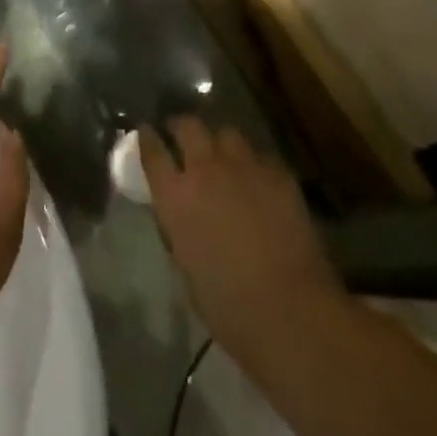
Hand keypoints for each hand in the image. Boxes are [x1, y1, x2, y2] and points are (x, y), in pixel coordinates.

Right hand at [141, 118, 344, 361]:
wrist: (289, 309)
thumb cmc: (229, 307)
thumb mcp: (187, 267)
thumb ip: (181, 229)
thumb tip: (185, 217)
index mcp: (175, 197)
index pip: (152, 151)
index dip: (148, 138)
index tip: (146, 132)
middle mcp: (205, 169)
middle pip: (188, 126)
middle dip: (182, 127)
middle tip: (182, 136)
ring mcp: (243, 165)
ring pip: (226, 133)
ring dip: (220, 143)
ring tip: (224, 157)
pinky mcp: (276, 172)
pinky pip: (259, 157)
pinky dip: (254, 165)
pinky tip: (259, 182)